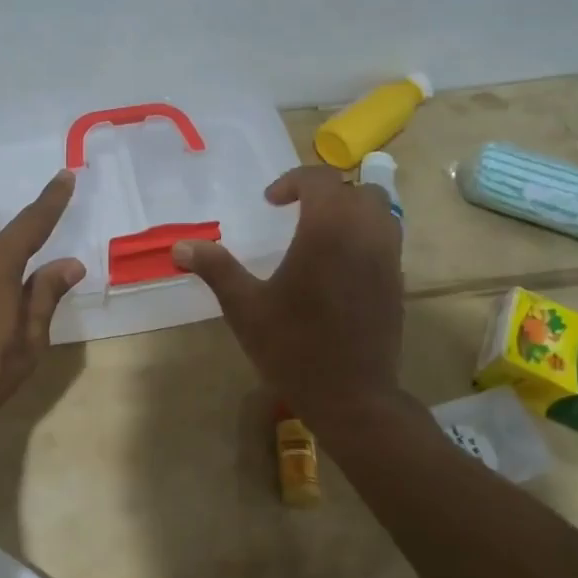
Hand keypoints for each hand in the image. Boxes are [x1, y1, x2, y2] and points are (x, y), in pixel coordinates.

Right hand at [174, 165, 403, 420]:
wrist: (353, 397)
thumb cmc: (294, 348)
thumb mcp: (245, 308)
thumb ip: (216, 269)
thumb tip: (181, 245)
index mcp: (328, 231)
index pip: (320, 180)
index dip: (293, 182)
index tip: (270, 201)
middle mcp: (365, 234)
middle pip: (357, 189)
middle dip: (326, 192)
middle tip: (296, 211)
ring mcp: (388, 259)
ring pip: (381, 212)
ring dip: (351, 210)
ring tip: (320, 232)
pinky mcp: (397, 282)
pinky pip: (387, 239)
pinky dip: (365, 234)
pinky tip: (338, 264)